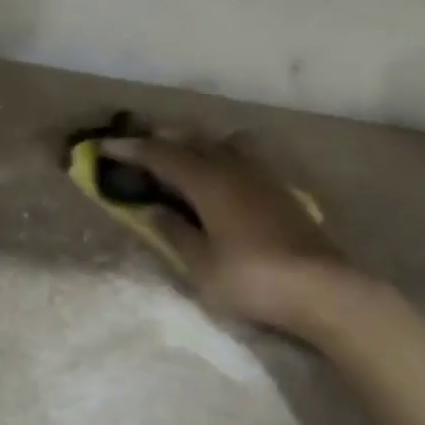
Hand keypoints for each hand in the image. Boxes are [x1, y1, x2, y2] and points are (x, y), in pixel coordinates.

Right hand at [101, 134, 361, 336]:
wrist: (321, 286)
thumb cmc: (252, 279)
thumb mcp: (202, 264)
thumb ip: (174, 232)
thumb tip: (151, 209)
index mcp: (208, 182)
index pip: (161, 155)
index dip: (130, 149)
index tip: (104, 146)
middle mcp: (233, 167)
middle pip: (192, 139)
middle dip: (161, 138)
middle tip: (138, 145)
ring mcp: (260, 175)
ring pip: (220, 142)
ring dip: (195, 141)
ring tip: (180, 153)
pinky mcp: (279, 188)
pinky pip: (242, 155)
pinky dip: (220, 153)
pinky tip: (221, 173)